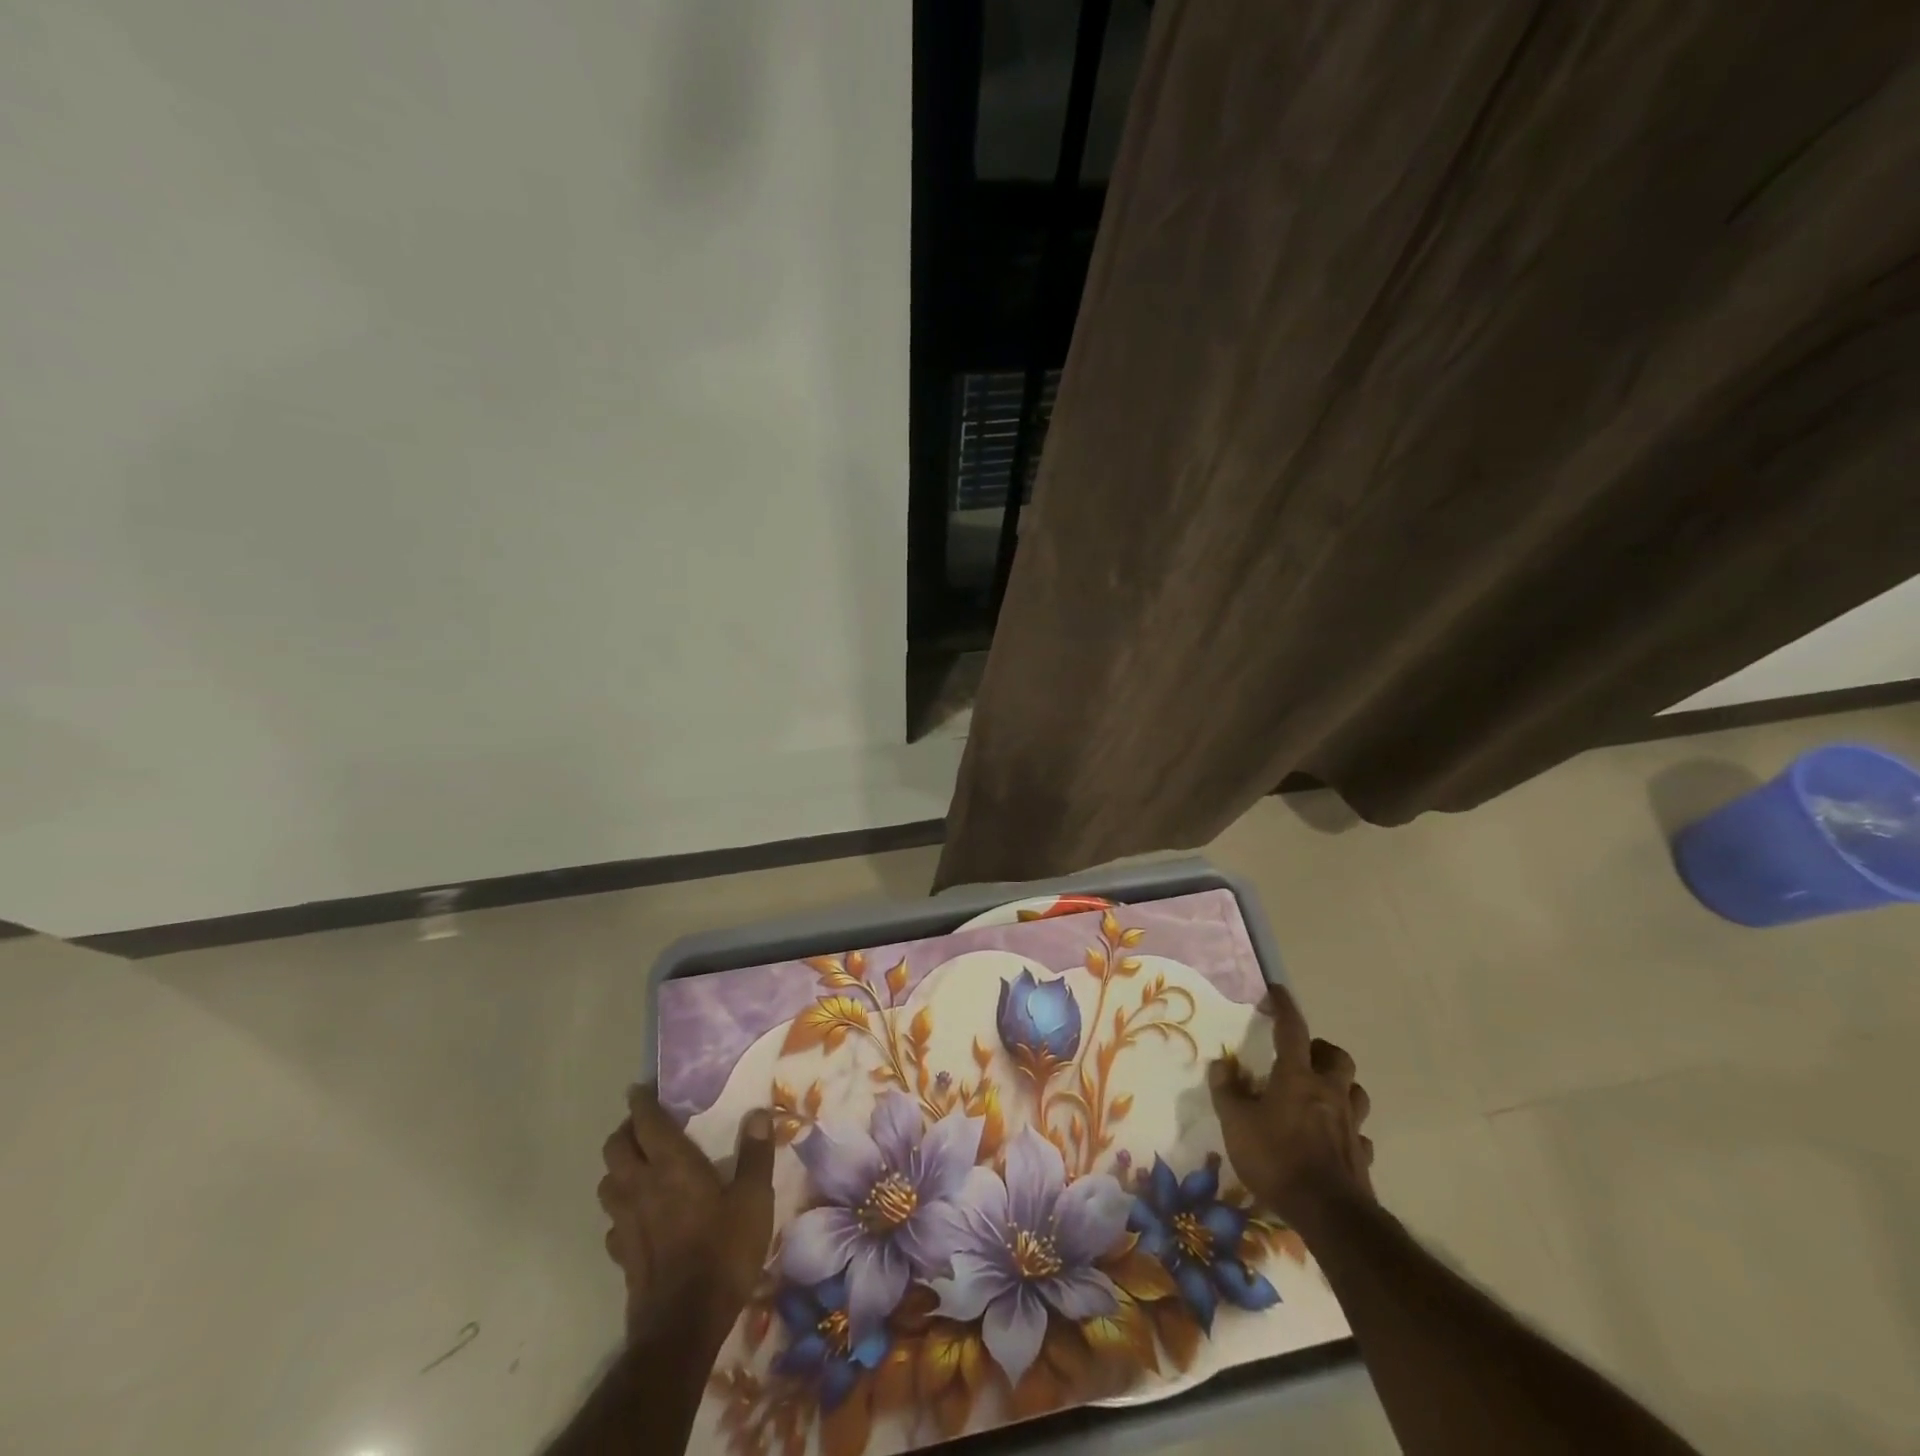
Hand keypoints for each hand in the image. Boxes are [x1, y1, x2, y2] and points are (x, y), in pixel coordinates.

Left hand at [598, 1083, 775, 1344]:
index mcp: (672, 1165)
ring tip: (639, 1166)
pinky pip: (613, 1222)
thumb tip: (758, 1113)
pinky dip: (621, 1210)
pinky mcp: (623, 1255)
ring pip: (607, 1183)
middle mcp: (641, 1187)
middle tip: (645, 1126)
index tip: (641, 1089)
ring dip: (618, 1169)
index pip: (646, 1122)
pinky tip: (639, 1216)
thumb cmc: (723, 1251)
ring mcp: (627, 1223)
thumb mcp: (753, 1199)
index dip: (641, 1102)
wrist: (685, 1324)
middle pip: (615, 1149)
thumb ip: (755, 1154)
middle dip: (625, 1131)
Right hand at [1208, 984, 1374, 1227]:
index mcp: (1297, 1077)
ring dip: (1339, 1085)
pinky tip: (1331, 1138)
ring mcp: (1350, 1124)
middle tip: (1301, 1056)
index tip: (1277, 992)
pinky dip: (1346, 1129)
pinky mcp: (1362, 1155)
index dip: (1284, 1007)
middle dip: (1321, 1050)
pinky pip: (1358, 1132)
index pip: (1291, 1030)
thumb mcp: (1235, 1123)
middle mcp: (1328, 1092)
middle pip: (1336, 1057)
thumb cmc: (1277, 1159)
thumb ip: (1227, 1091)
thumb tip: (1221, 1064)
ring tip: (1319, 1093)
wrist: (1329, 1215)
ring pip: (1355, 1091)